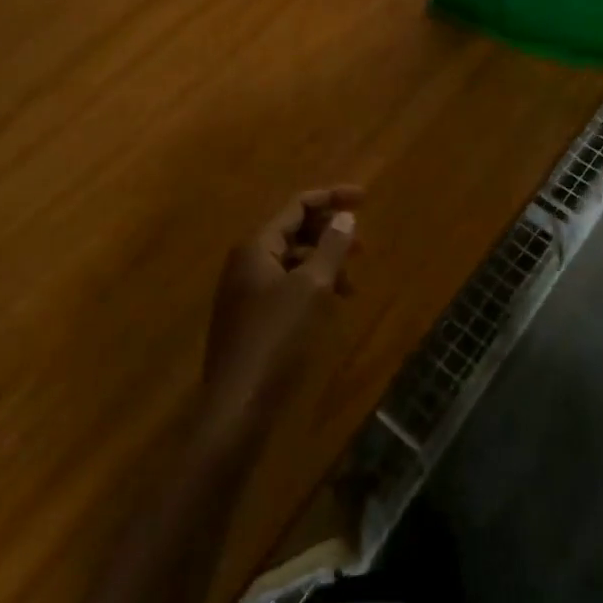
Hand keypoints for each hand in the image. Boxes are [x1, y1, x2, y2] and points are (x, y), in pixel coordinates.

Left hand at [198, 185, 362, 449]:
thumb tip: (344, 216)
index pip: (297, 205)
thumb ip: (330, 247)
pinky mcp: (250, 317)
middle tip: (363, 247)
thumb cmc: (277, 338)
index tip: (365, 199)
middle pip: (292, 230)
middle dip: (329, 233)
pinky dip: (310, 285)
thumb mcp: (312, 287)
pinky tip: (329, 305)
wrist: (238, 404)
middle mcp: (246, 261)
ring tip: (351, 284)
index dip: (332, 197)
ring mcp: (245, 290)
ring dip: (323, 263)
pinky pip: (285, 285)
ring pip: (291, 260)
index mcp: (256, 246)